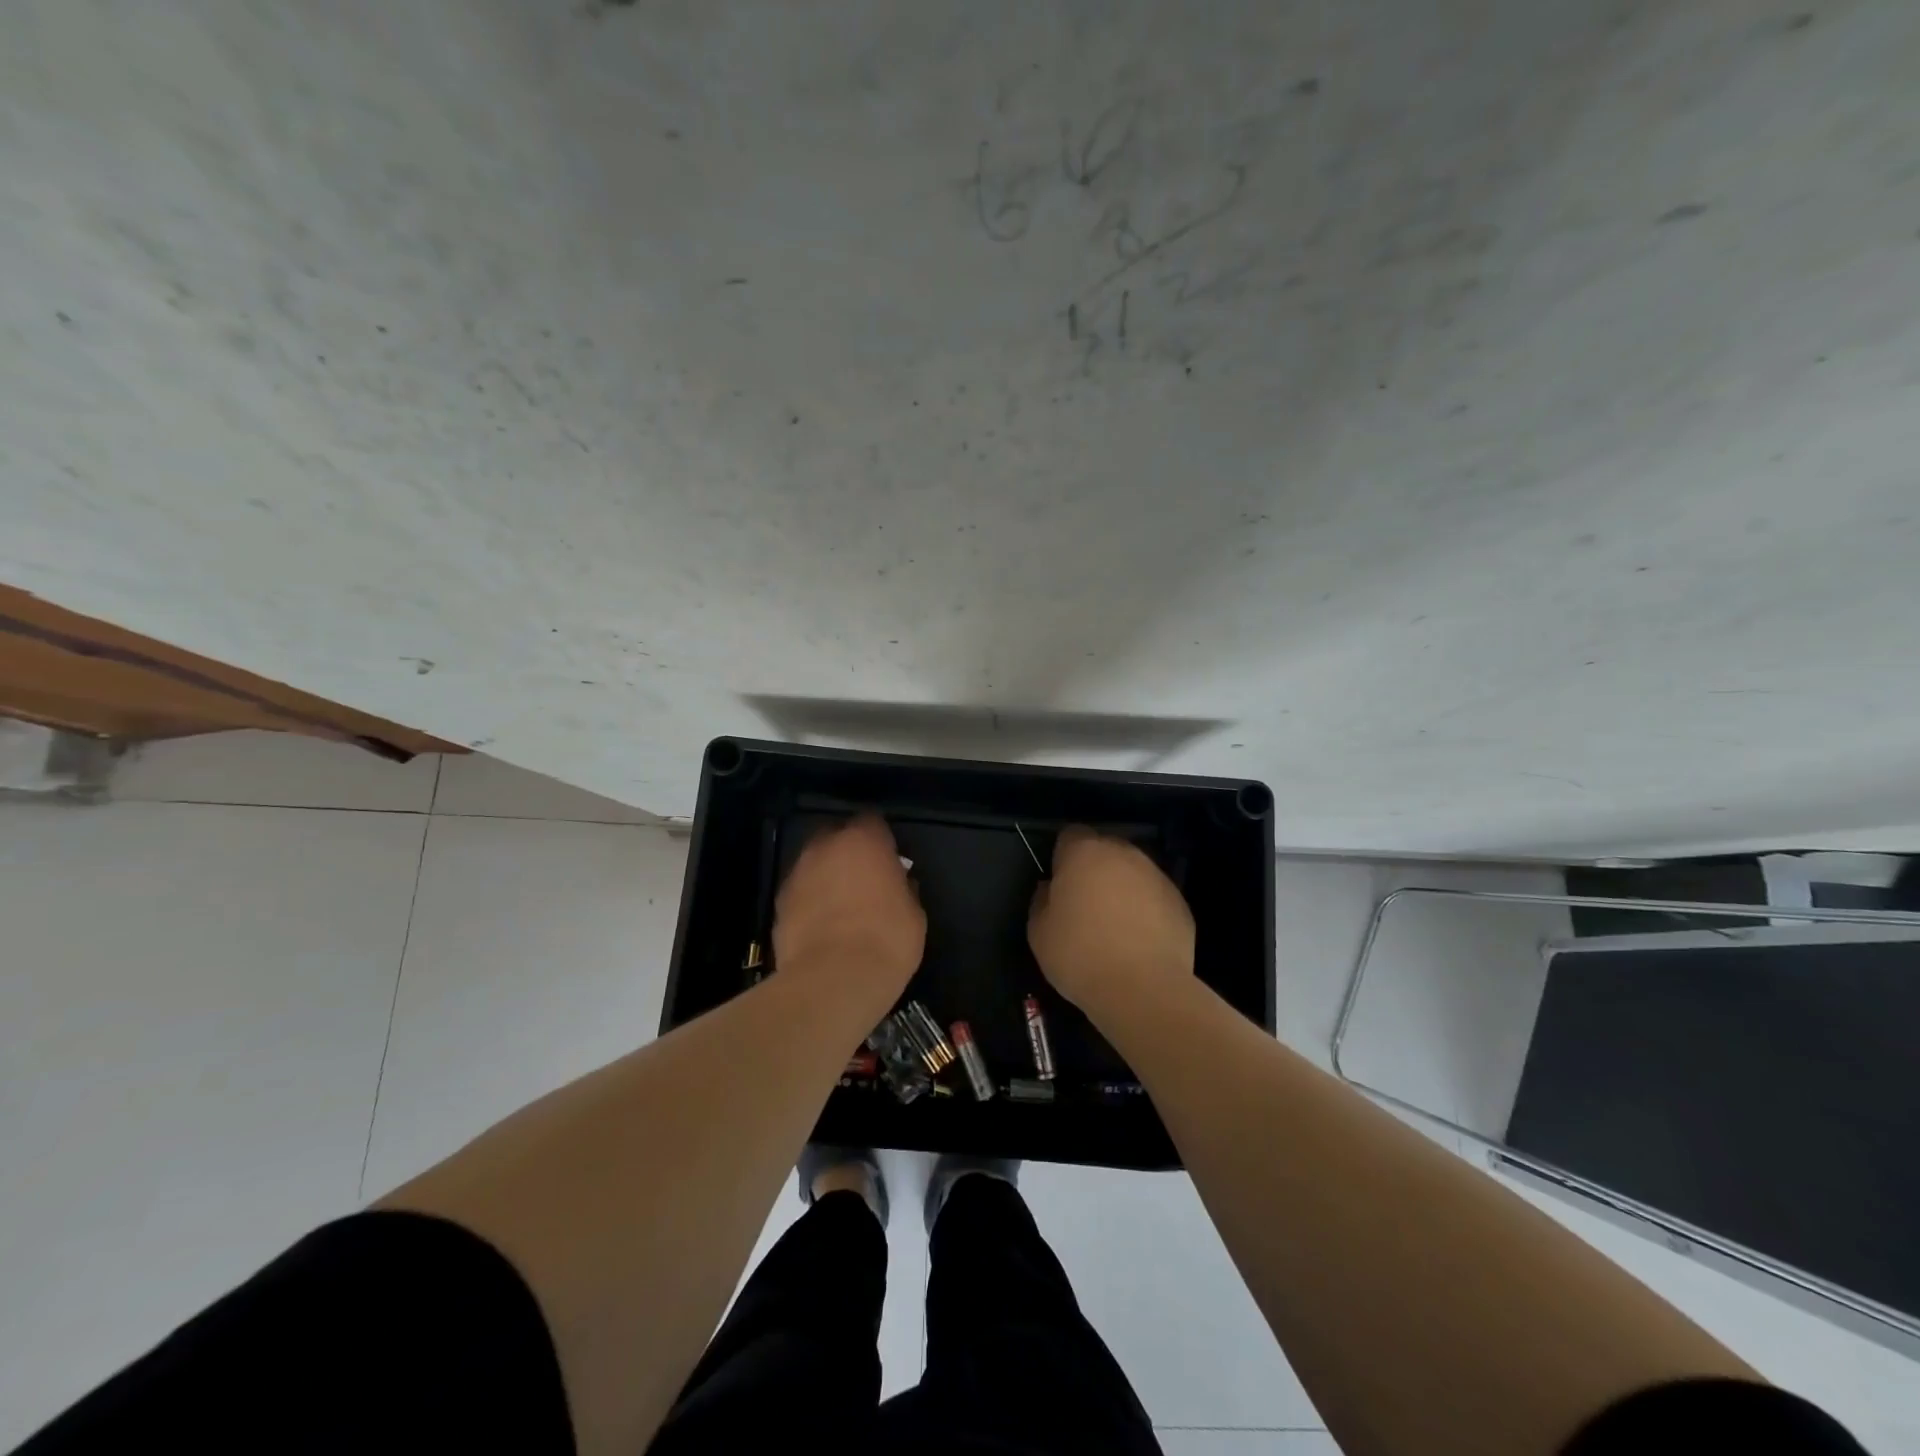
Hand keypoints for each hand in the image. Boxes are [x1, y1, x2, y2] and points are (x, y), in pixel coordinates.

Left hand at [773, 813, 924, 1018]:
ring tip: (840, 906)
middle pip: (836, 836)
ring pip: (814, 864)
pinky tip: (820, 926)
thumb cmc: (887, 940)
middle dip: (847, 852)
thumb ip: (903, 889)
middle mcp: (826, 847)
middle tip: (863, 879)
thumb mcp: (914, 914)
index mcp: (864, 841)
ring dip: (826, 876)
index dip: (881, 839)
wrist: (834, 980)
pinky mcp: (778, 903)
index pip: (872, 821)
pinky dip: (809, 902)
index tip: (889, 858)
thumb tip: (898, 884)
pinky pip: (800, 892)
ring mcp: (797, 873)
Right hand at [1028, 825, 1194, 1015]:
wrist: (1143, 989)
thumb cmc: (1080, 955)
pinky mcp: (1180, 902)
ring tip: (1115, 926)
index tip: (1059, 885)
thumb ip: (1041, 901)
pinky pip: (1155, 897)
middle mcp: (1123, 854)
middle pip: (1104, 850)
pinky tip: (1139, 941)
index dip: (1062, 857)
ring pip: (1132, 872)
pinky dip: (1146, 910)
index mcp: (1084, 853)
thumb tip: (1051, 890)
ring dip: (1122, 888)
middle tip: (1085, 905)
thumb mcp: (1038, 932)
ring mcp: (1157, 876)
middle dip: (1094, 870)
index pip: (1070, 835)